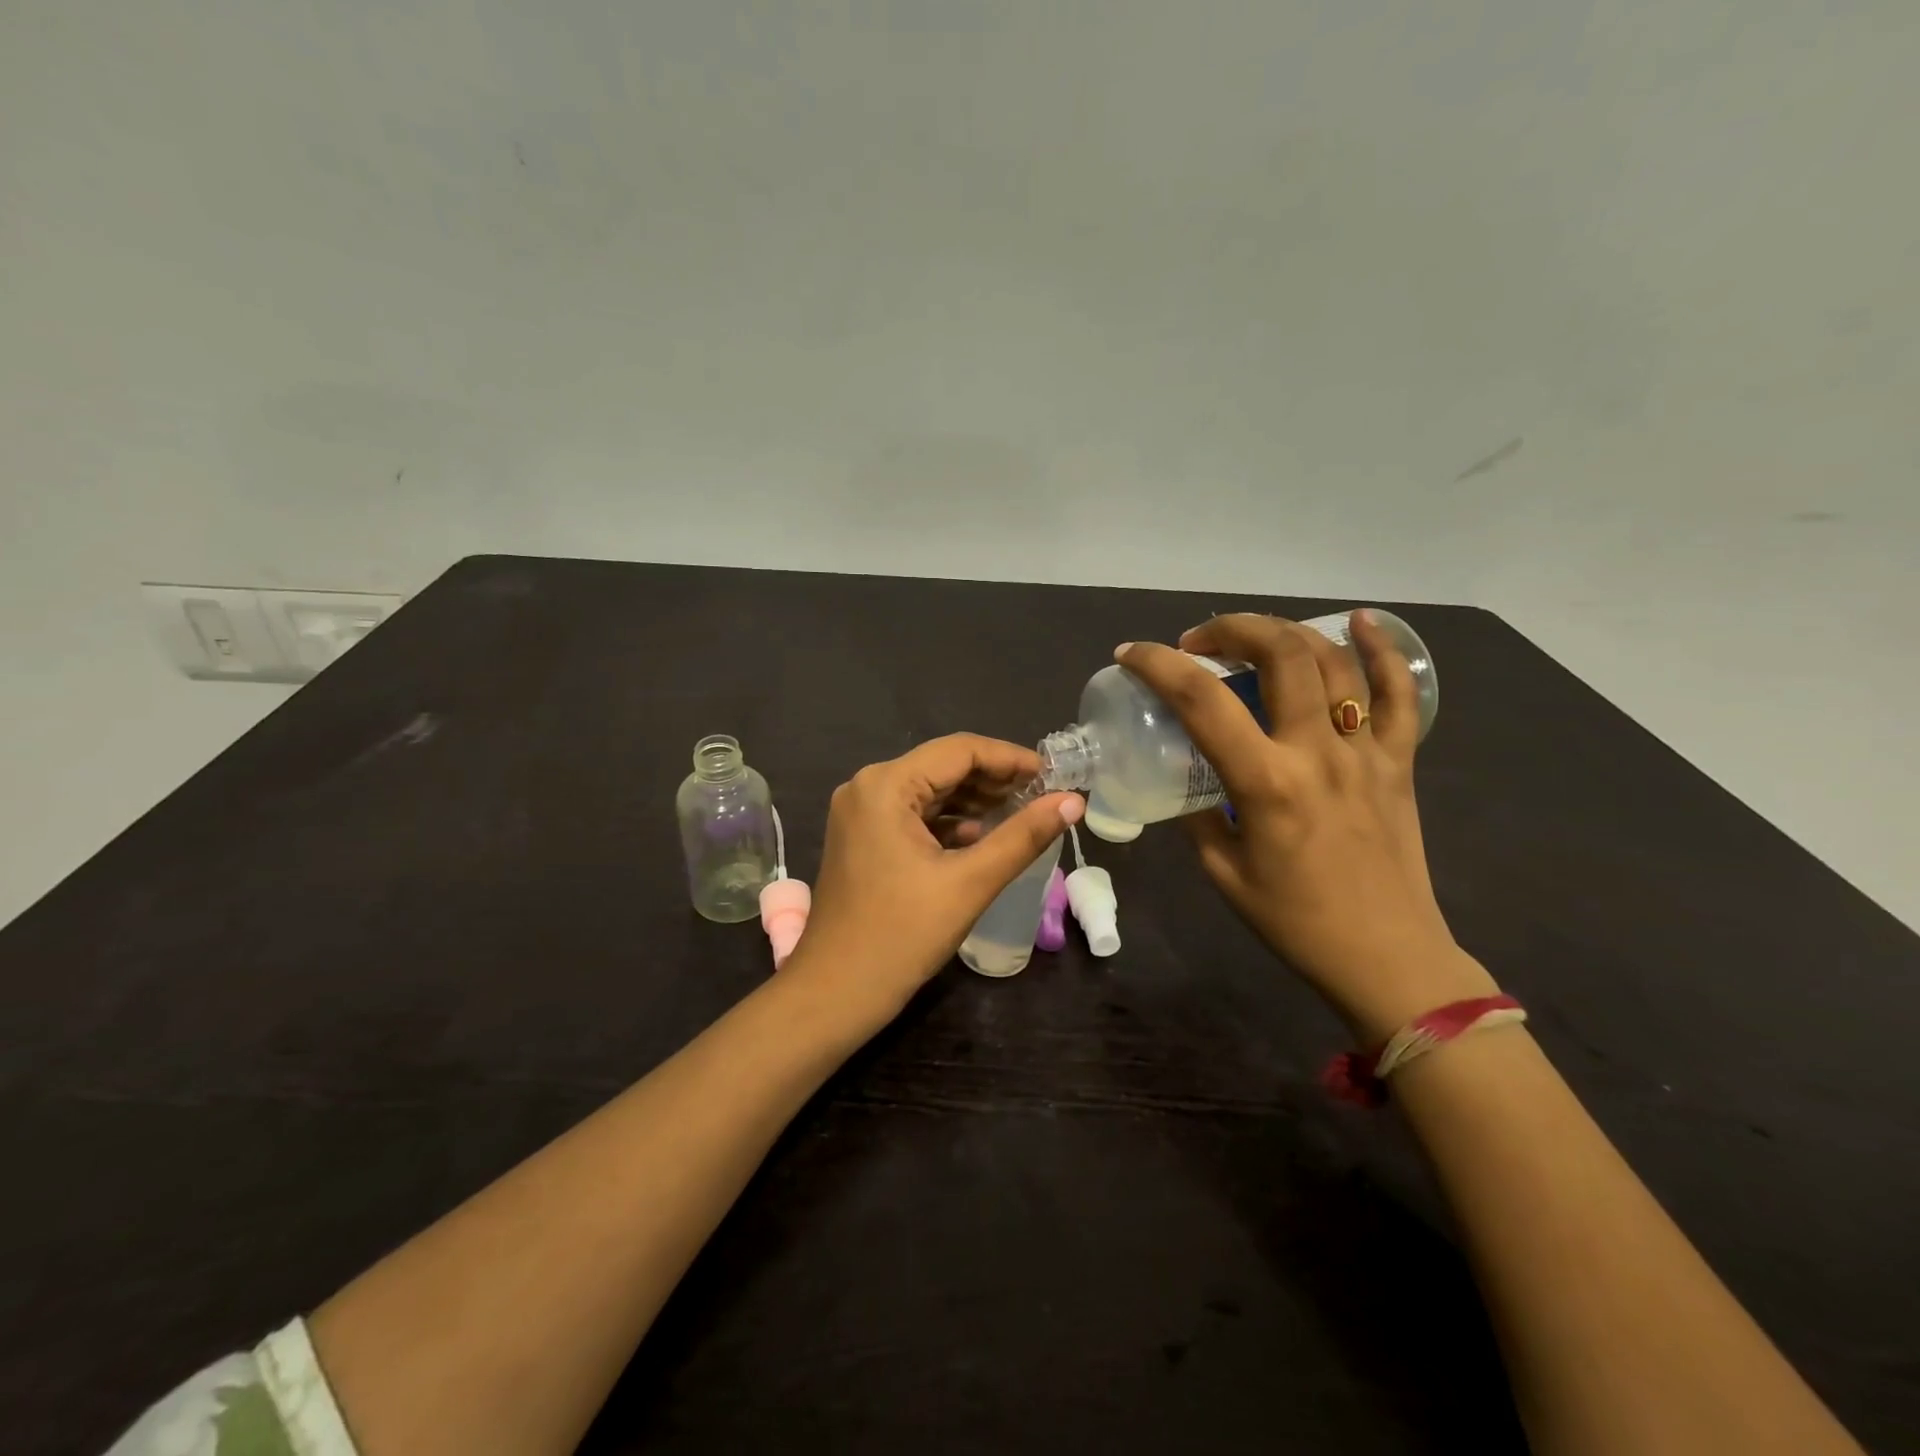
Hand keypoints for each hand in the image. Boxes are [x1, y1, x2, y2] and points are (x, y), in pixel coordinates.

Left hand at [784, 734, 1082, 1026]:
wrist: (833, 994)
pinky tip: (983, 837)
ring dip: (975, 800)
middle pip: (943, 767)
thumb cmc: (901, 936)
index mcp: (886, 785)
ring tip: (1023, 812)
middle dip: (994, 779)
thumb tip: (1073, 802)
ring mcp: (860, 813)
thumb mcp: (970, 883)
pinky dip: (950, 822)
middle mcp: (868, 786)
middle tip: (1044, 796)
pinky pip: (914, 816)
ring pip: (930, 792)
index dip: (1010, 758)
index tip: (1053, 775)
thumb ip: (1023, 836)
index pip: (959, 750)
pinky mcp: (862, 838)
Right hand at [1117, 613, 1493, 1041]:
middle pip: (1281, 653)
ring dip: (1286, 631)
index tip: (1131, 655)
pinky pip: (1400, 694)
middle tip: (1199, 643)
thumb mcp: (1222, 872)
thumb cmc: (1295, 921)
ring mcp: (1367, 751)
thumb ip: (1197, 815)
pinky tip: (1362, 622)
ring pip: (1334, 661)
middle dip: (1231, 629)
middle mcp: (1318, 752)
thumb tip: (1184, 777)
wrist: (1387, 958)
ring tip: (1253, 636)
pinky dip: (1382, 650)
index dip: (1158, 665)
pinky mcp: (1400, 761)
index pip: (1202, 701)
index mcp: (1266, 783)